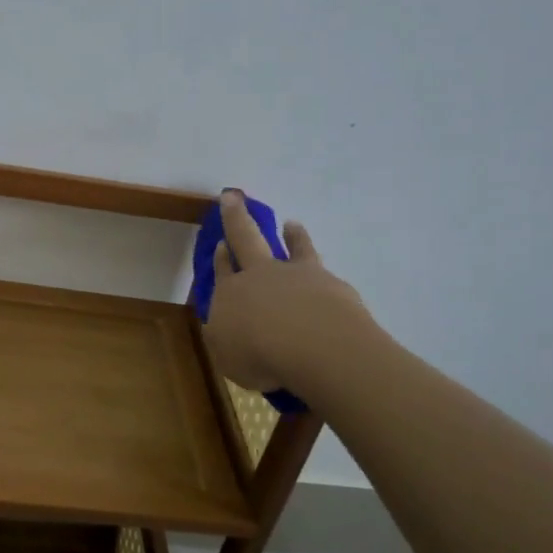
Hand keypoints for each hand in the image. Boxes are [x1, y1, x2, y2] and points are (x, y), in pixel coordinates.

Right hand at [203, 190, 376, 392]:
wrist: (314, 346)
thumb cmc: (259, 355)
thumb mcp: (227, 356)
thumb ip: (224, 338)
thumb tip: (221, 326)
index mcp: (231, 293)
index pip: (223, 270)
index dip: (220, 257)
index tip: (220, 243)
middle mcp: (262, 275)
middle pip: (247, 239)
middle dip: (237, 217)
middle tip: (233, 197)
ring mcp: (299, 276)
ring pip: (294, 247)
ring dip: (292, 235)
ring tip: (292, 224)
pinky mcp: (332, 286)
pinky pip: (324, 274)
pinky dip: (322, 274)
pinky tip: (327, 281)